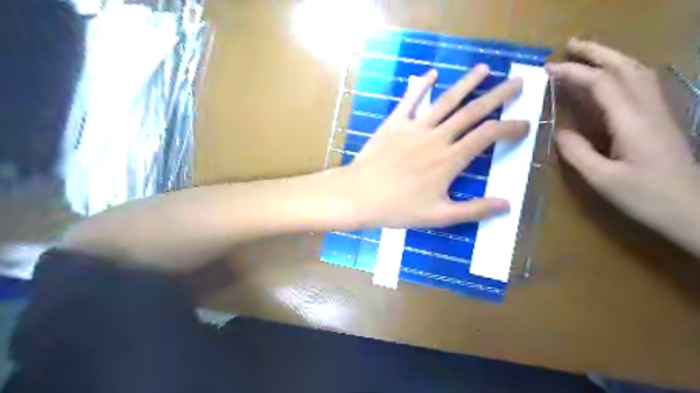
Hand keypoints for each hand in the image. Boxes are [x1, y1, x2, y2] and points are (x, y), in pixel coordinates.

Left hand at [343, 67, 528, 228]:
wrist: (360, 195)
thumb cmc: (398, 208)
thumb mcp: (439, 216)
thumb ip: (474, 210)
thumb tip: (507, 205)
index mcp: (450, 160)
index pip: (488, 136)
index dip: (510, 128)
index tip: (524, 124)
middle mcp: (437, 137)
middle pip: (472, 111)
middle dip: (498, 96)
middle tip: (517, 82)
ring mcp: (414, 127)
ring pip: (446, 101)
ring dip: (467, 83)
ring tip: (484, 69)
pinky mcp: (394, 123)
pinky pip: (410, 100)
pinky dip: (421, 86)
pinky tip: (431, 73)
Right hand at [546, 38, 699, 243]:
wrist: (695, 211)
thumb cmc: (646, 197)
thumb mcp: (603, 179)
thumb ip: (578, 153)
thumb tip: (560, 131)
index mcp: (632, 122)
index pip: (602, 84)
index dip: (574, 73)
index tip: (547, 69)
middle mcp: (649, 109)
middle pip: (625, 67)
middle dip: (596, 52)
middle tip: (569, 45)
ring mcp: (658, 113)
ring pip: (637, 73)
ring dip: (610, 58)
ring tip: (585, 56)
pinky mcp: (659, 121)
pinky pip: (640, 86)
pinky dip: (620, 73)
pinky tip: (607, 79)